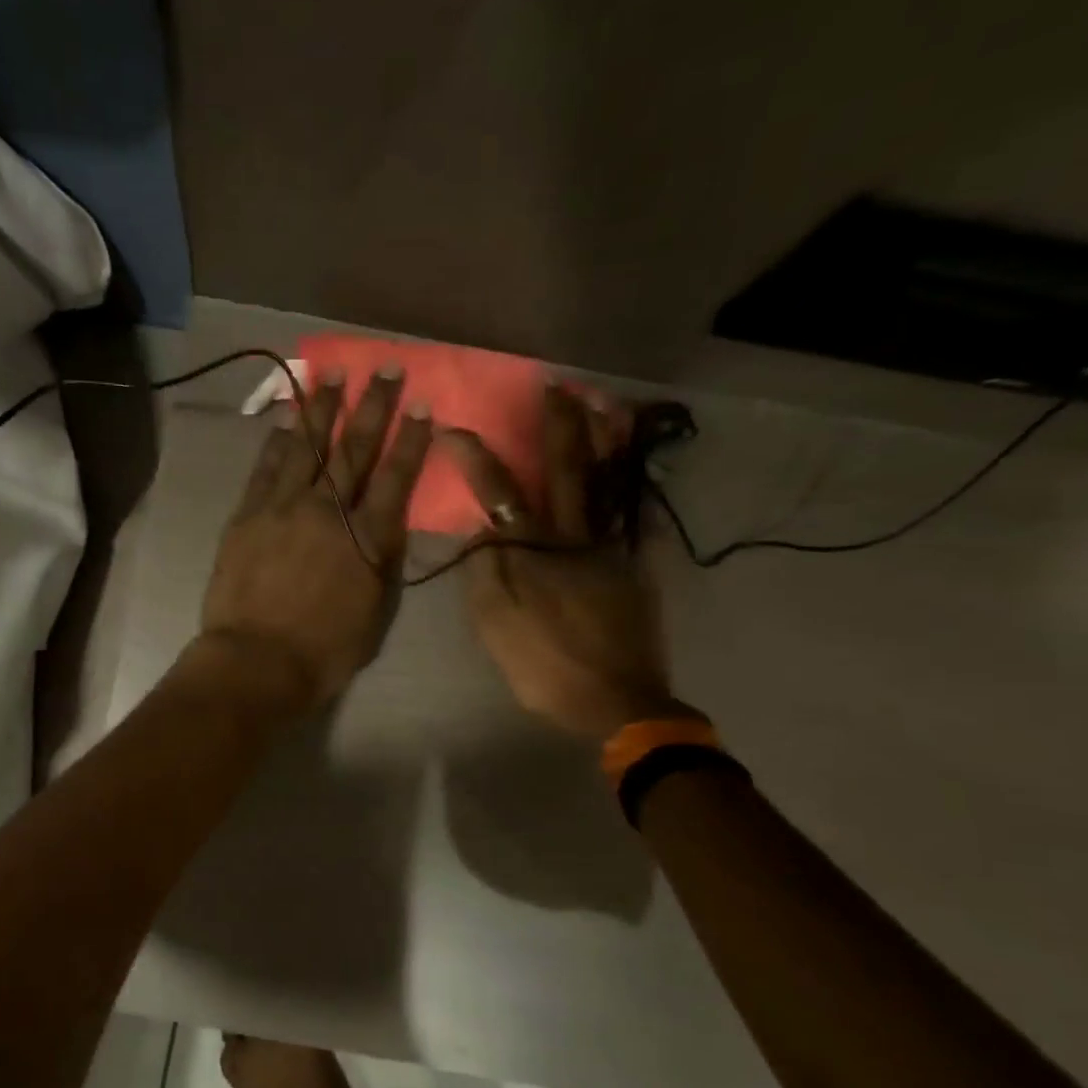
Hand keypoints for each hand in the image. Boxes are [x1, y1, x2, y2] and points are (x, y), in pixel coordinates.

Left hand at [197, 368, 432, 710]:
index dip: (411, 438)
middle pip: (354, 449)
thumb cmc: (324, 651)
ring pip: (307, 447)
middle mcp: (328, 511)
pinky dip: (278, 441)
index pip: (396, 476)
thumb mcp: (375, 613)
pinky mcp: (248, 515)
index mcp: (367, 538)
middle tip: (385, 368)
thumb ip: (383, 563)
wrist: (256, 662)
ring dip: (322, 408)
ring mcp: (283, 508)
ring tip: (332, 374)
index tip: (422, 403)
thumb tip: (386, 526)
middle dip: (373, 406)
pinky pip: (265, 468)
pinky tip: (286, 419)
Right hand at [445, 386, 684, 739]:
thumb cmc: (545, 667)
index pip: (499, 493)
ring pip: (607, 483)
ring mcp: (610, 549)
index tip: (453, 428)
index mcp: (532, 552)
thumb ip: (484, 573)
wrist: (617, 700)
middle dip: (559, 426)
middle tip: (556, 386)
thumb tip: (479, 530)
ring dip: (603, 439)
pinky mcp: (635, 566)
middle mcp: (574, 538)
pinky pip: (634, 514)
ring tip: (603, 405)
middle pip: (566, 471)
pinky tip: (633, 467)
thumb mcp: (495, 626)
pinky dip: (632, 485)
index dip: (474, 458)